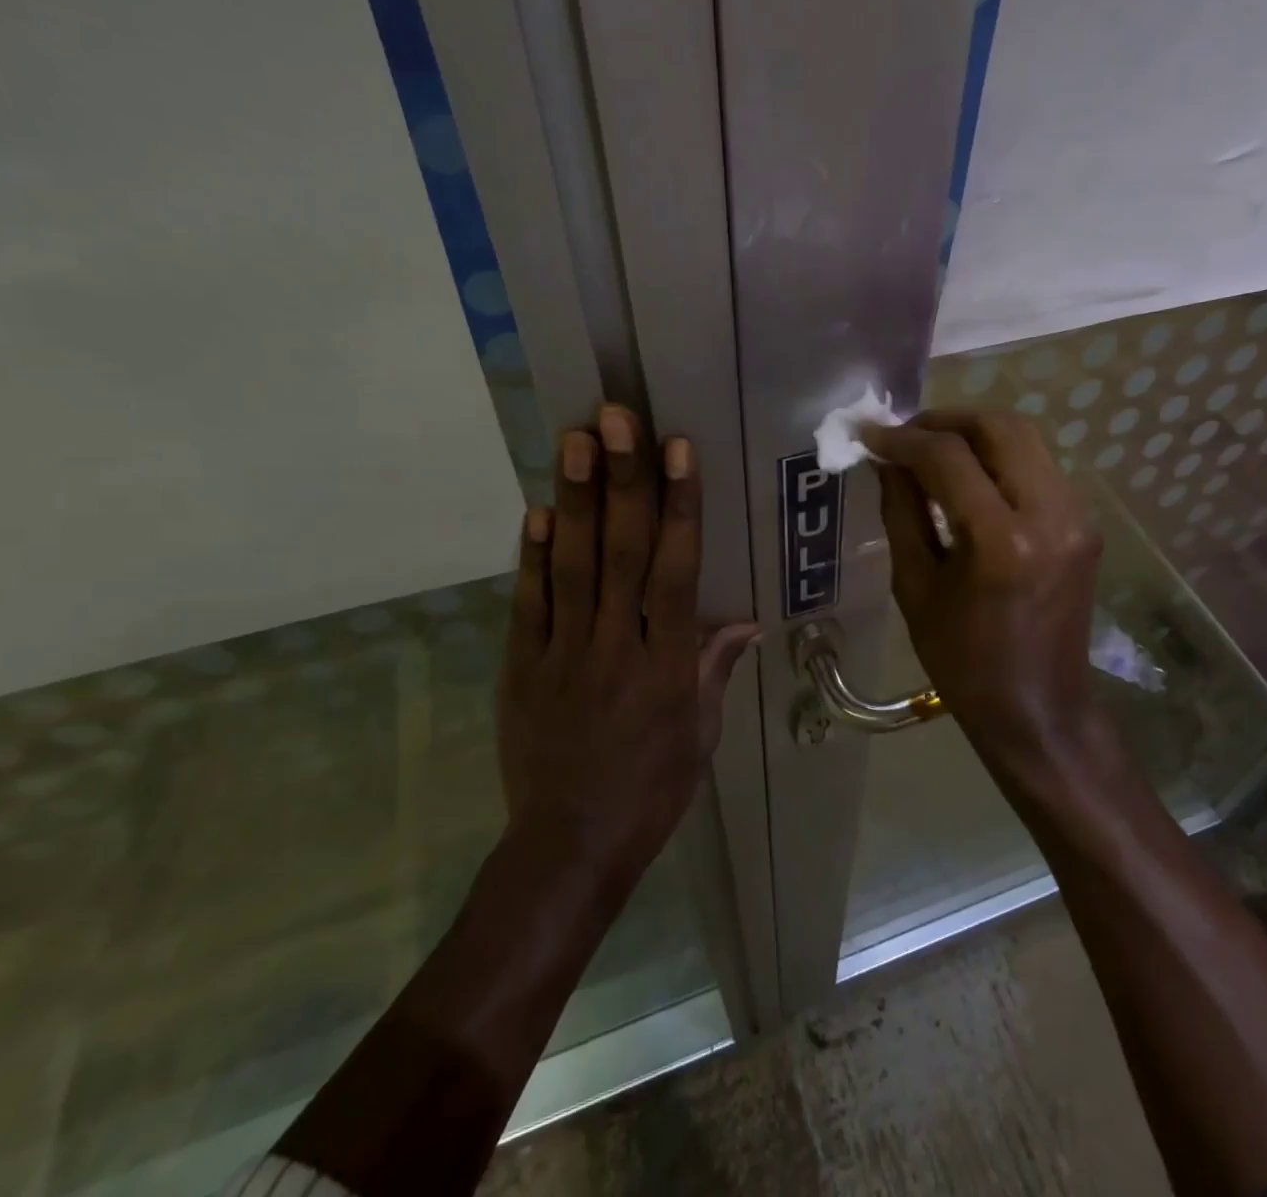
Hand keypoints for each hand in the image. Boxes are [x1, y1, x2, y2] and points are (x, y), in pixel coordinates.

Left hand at [499, 406, 758, 868]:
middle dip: (622, 481)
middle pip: (620, 553)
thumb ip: (715, 670)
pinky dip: (531, 556)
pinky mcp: (520, 669)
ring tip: (575, 440)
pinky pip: (527, 605)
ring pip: (571, 566)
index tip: (677, 450)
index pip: (676, 570)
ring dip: (574, 500)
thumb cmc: (651, 791)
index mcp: (667, 665)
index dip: (679, 506)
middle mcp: (616, 646)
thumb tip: (746, 622)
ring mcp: (562, 654)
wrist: (569, 848)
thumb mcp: (700, 737)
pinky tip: (536, 511)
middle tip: (616, 418)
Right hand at [860, 409, 1111, 782]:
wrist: (1039, 709)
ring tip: (931, 451)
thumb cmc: (963, 662)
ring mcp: (1077, 516)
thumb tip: (887, 461)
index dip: (902, 438)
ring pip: (1025, 439)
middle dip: (946, 420)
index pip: (948, 457)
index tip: (870, 435)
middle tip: (906, 435)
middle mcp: (1050, 514)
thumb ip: (902, 512)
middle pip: (1000, 426)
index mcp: (1002, 541)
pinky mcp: (1085, 524)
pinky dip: (998, 458)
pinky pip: (1037, 467)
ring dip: (974, 434)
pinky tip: (968, 478)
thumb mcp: (916, 587)